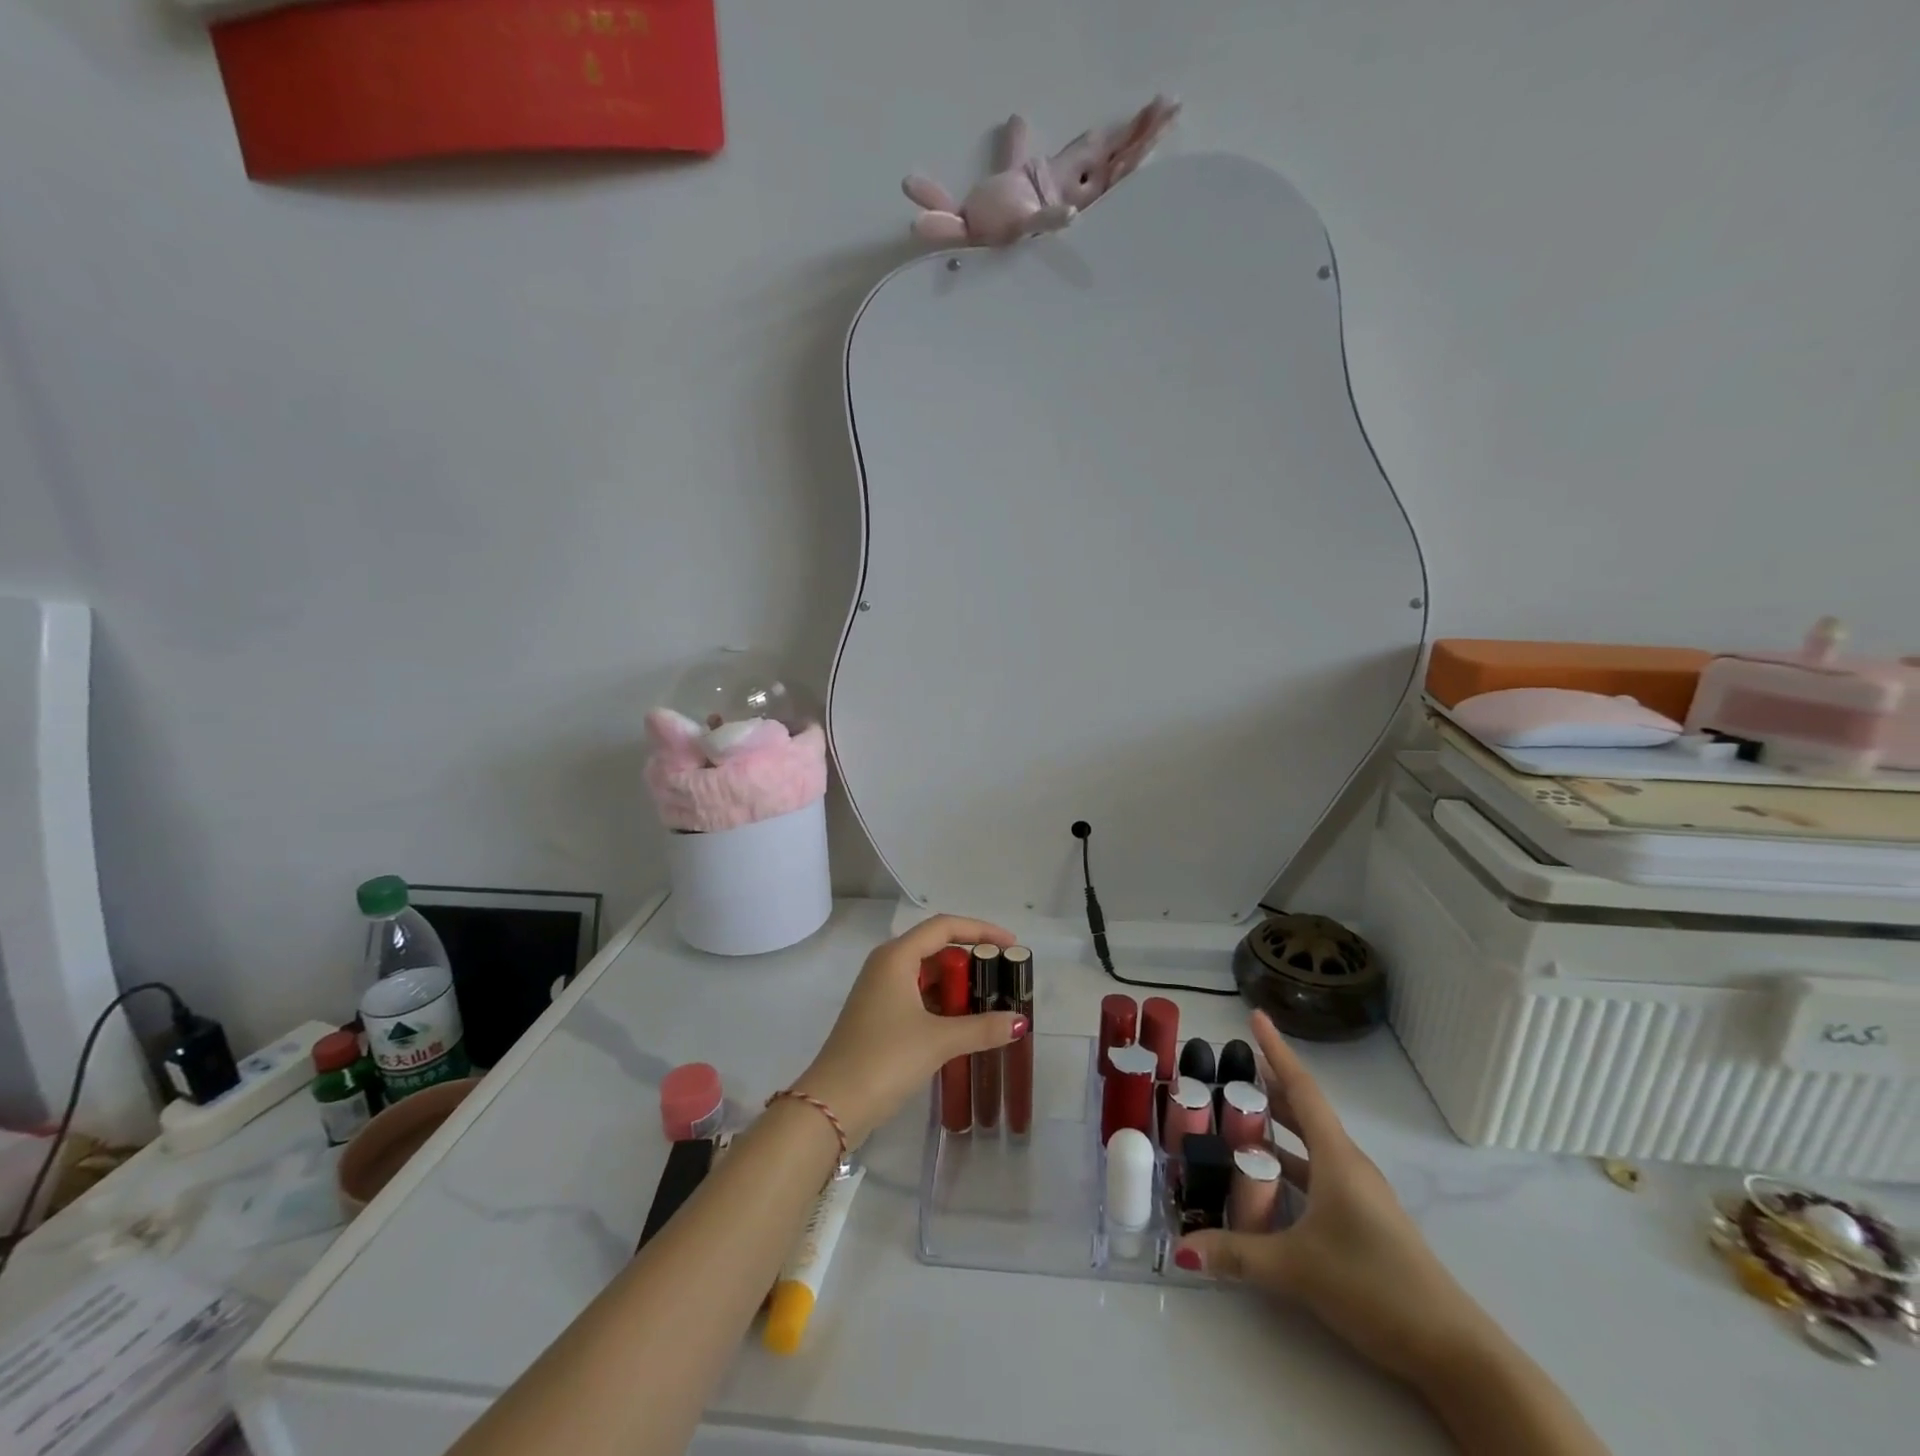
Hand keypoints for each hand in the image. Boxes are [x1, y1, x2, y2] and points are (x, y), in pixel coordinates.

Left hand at [793, 915, 1026, 1146]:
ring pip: (926, 975)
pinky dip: (942, 1003)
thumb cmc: (885, 1059)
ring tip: (991, 1000)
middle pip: (935, 948)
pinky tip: (964, 1023)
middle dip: (971, 960)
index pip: (944, 927)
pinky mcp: (878, 1016)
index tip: (1010, 944)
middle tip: (1004, 977)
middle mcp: (886, 965)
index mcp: (896, 956)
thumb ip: (982, 1028)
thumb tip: (1020, 1022)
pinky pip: (918, 996)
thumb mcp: (938, 1041)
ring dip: (957, 985)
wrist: (832, 1105)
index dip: (980, 930)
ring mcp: (879, 991)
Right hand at [1176, 1012, 1496, 1384]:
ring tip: (1239, 1118)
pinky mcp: (1362, 1221)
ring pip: (1310, 1145)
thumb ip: (1237, 1254)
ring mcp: (1358, 1194)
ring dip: (1278, 1128)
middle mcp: (1348, 1165)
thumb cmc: (1374, 1285)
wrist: (1452, 1350)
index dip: (1277, 1051)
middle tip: (1230, 1070)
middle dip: (1269, 1088)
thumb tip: (1181, 1248)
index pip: (1302, 1089)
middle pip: (1304, 1112)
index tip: (1255, 1017)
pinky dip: (1289, 1164)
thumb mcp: (1298, 1268)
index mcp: (1336, 1158)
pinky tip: (1266, 1180)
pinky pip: (1317, 1174)